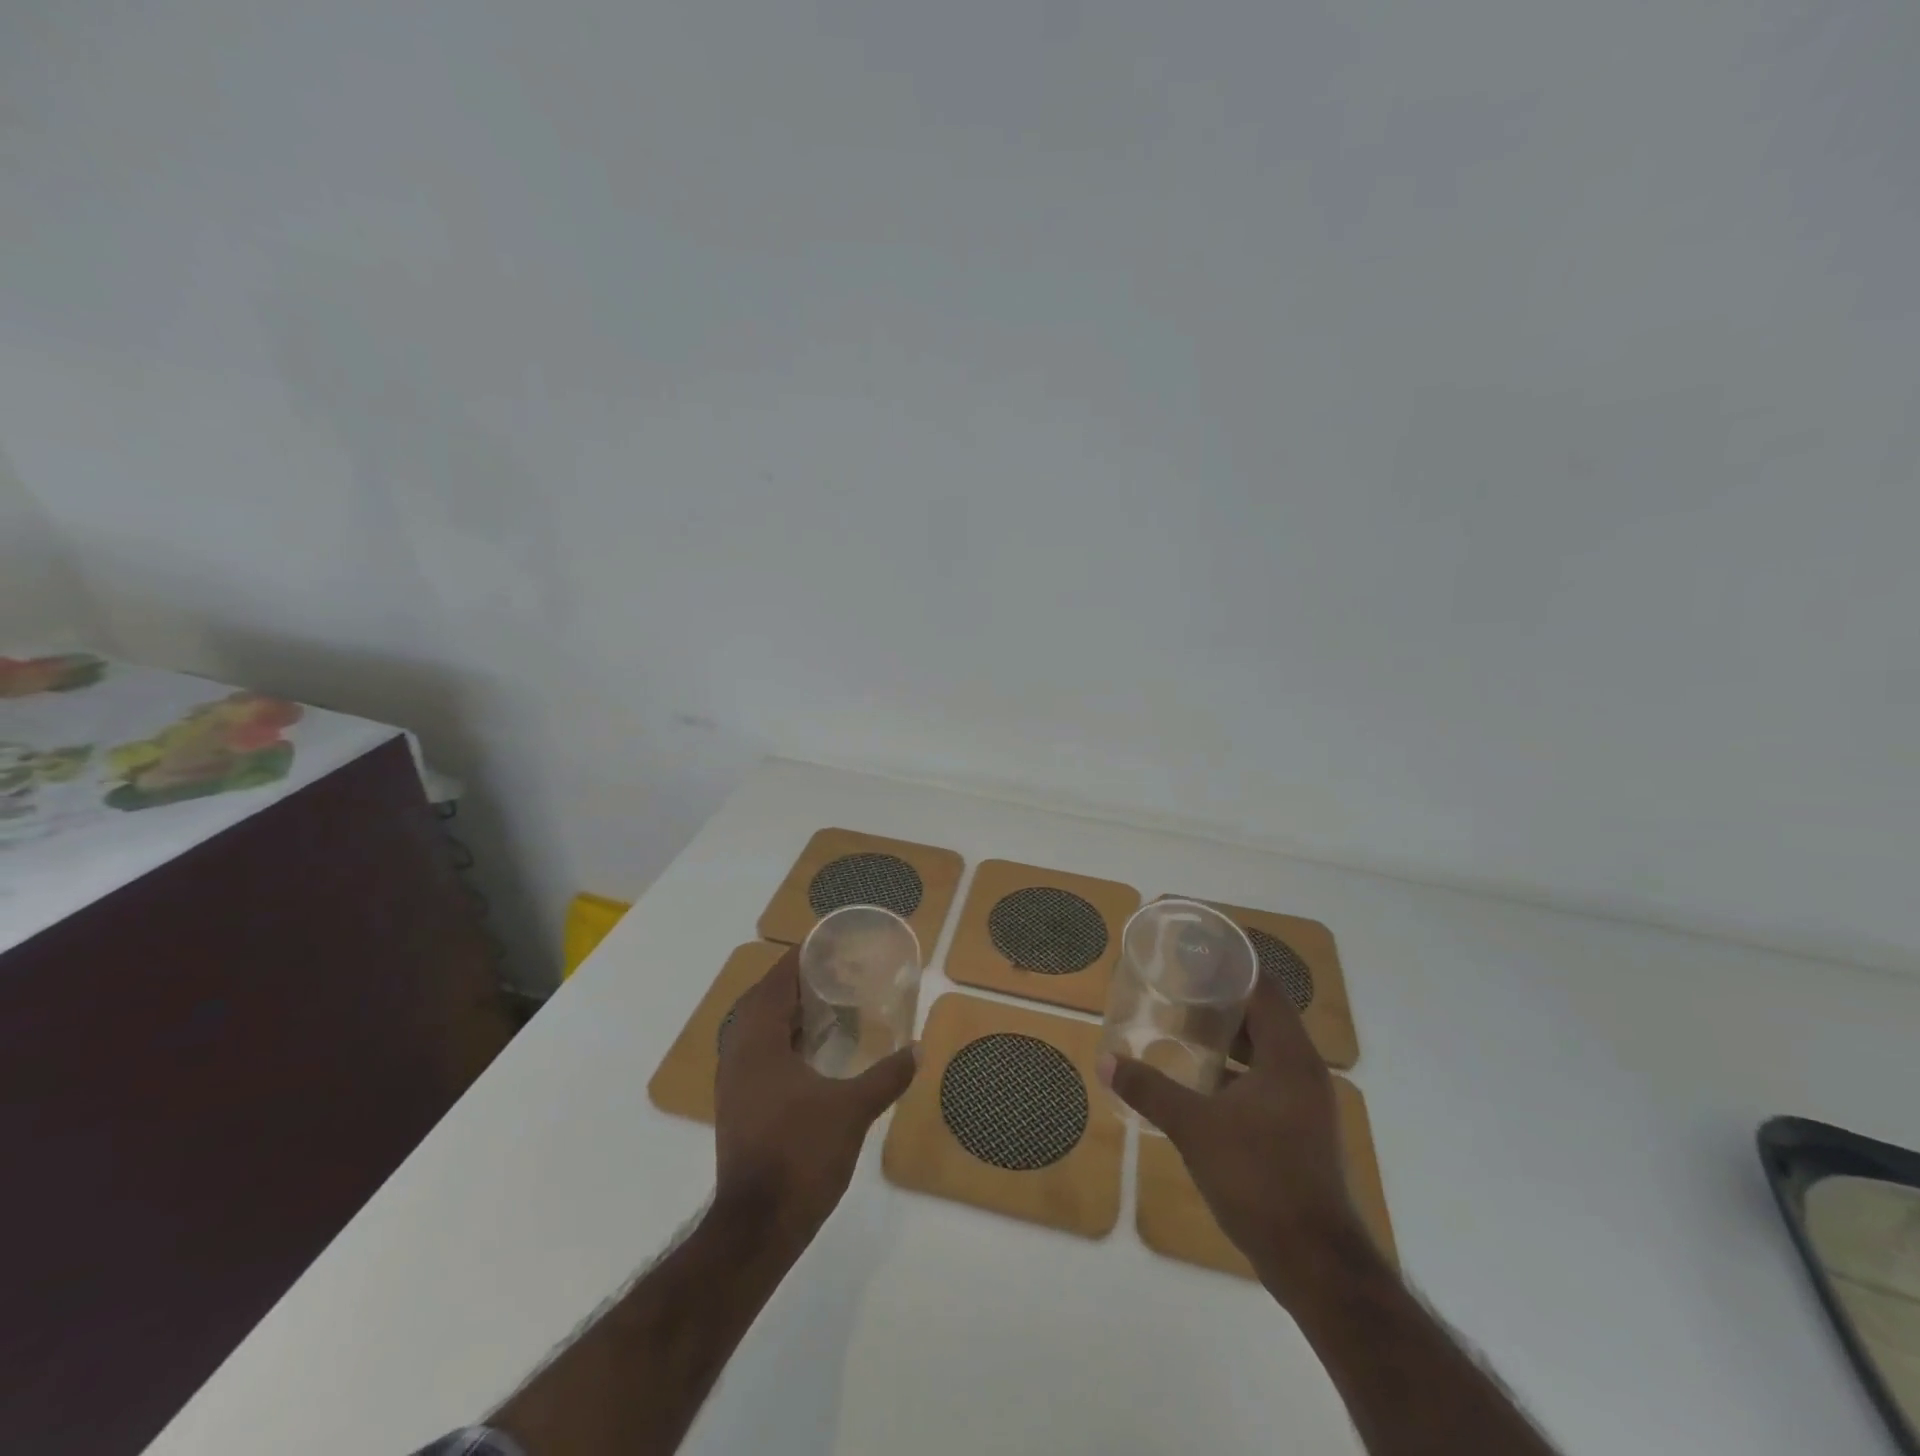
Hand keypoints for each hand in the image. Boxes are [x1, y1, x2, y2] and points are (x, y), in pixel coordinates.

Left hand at [713, 947, 918, 1241]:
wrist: (758, 1227)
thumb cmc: (801, 1155)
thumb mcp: (852, 1111)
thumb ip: (886, 1076)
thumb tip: (917, 1049)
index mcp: (758, 1043)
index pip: (774, 983)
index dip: (797, 959)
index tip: (826, 945)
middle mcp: (738, 1055)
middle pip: (762, 1002)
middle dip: (794, 984)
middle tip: (833, 974)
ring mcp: (734, 1084)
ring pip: (757, 1030)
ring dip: (786, 1013)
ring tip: (826, 1007)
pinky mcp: (738, 1107)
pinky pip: (758, 1055)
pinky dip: (782, 1041)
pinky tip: (812, 1054)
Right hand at [1100, 975, 1370, 1304]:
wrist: (1316, 1265)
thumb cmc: (1259, 1179)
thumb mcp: (1194, 1128)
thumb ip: (1149, 1089)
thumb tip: (1105, 1059)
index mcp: (1290, 1057)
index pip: (1264, 988)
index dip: (1233, 963)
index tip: (1197, 948)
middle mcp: (1305, 1071)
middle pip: (1265, 1016)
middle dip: (1223, 997)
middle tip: (1179, 983)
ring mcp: (1307, 1104)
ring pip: (1266, 1051)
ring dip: (1230, 1036)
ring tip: (1184, 1023)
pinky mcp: (1301, 1131)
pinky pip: (1267, 1080)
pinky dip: (1237, 1069)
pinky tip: (1202, 1079)